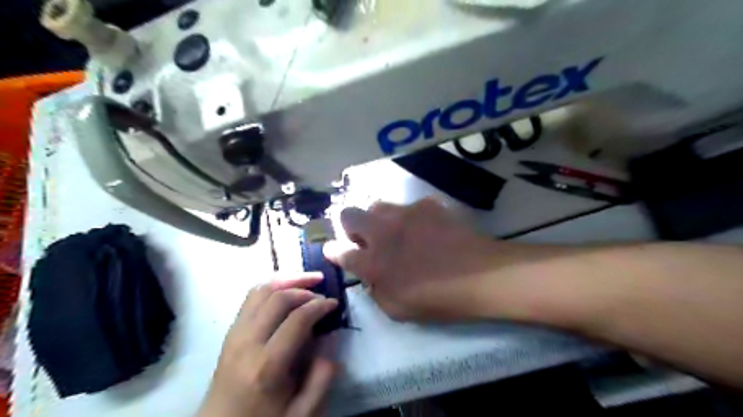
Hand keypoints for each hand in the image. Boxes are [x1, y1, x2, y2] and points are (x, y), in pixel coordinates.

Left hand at [198, 274, 336, 416]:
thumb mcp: (301, 413)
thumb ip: (322, 378)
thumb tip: (331, 338)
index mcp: (267, 365)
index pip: (297, 319)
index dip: (319, 306)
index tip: (334, 303)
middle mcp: (247, 341)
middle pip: (276, 296)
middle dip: (303, 285)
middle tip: (322, 286)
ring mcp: (234, 334)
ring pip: (259, 290)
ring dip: (285, 279)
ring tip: (306, 279)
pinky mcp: (230, 332)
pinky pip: (250, 298)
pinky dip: (271, 287)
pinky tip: (285, 290)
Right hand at [324, 197, 498, 320]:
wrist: (481, 275)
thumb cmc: (440, 299)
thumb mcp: (399, 309)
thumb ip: (376, 291)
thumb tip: (371, 276)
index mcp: (374, 262)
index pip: (340, 252)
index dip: (333, 251)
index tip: (333, 250)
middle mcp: (383, 233)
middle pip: (349, 215)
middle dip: (349, 225)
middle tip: (364, 238)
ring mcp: (405, 214)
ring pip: (376, 205)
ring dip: (377, 218)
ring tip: (394, 231)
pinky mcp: (426, 205)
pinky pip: (408, 206)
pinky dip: (409, 217)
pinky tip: (424, 228)